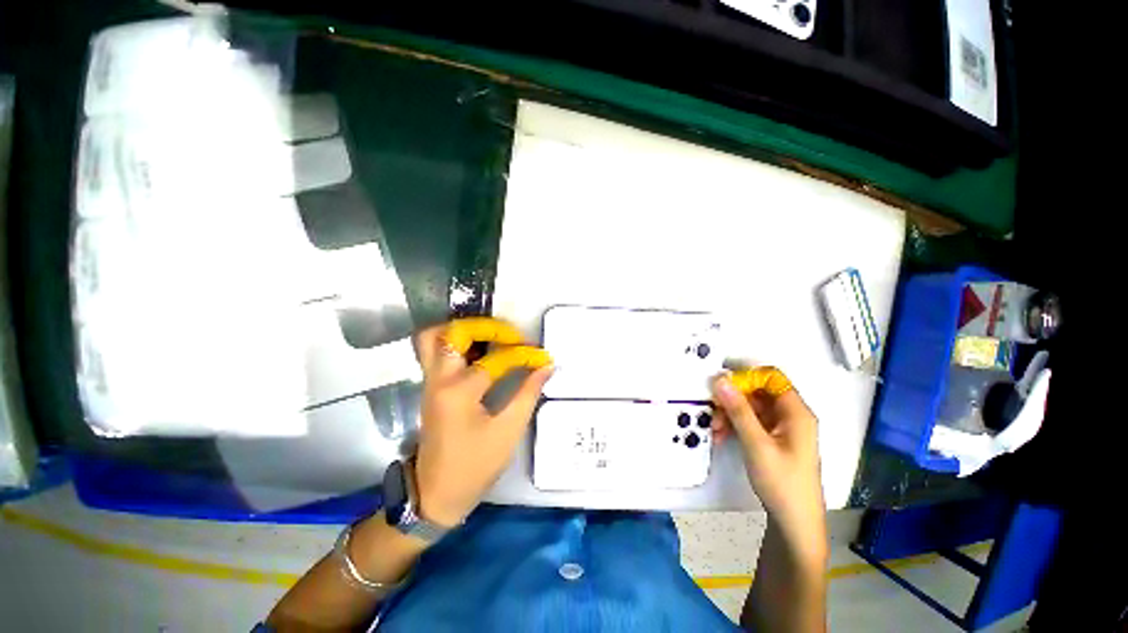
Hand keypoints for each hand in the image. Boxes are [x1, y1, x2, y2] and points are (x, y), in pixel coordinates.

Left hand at [412, 317, 552, 527]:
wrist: (436, 494)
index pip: (496, 359)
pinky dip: (457, 343)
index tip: (541, 357)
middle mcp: (439, 379)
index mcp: (459, 391)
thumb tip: (546, 366)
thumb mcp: (508, 431)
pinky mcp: (430, 387)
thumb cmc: (475, 466)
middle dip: (484, 327)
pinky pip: (437, 352)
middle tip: (508, 335)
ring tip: (492, 337)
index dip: (523, 355)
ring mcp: (430, 382)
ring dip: (463, 331)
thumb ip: (528, 393)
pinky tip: (480, 351)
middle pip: (451, 332)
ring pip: (434, 338)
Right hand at [711, 371, 825, 559]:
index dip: (747, 377)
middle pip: (758, 392)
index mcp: (796, 412)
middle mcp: (791, 416)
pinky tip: (722, 436)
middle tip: (713, 411)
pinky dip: (735, 425)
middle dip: (733, 399)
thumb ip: (738, 409)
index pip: (771, 377)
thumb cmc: (781, 482)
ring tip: (716, 429)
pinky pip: (751, 422)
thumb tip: (720, 379)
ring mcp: (782, 428)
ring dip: (731, 413)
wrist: (794, 523)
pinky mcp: (774, 440)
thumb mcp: (756, 444)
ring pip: (751, 407)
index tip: (723, 386)